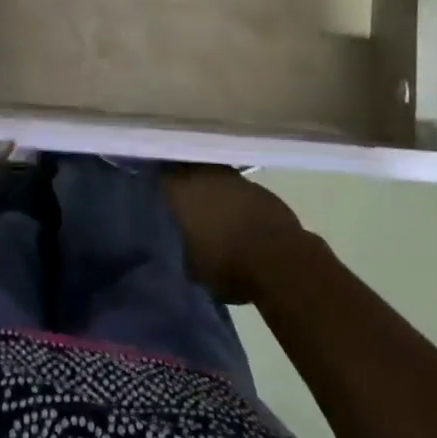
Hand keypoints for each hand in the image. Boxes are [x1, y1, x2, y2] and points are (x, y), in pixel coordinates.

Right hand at [163, 166, 310, 304]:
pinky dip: (234, 199)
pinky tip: (236, 217)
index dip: (159, 185)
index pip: (161, 177)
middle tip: (182, 201)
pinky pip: (237, 189)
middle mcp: (204, 175)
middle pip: (188, 171)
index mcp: (180, 190)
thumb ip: (182, 248)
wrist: (280, 260)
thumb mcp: (192, 266)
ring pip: (214, 177)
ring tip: (209, 210)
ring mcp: (233, 178)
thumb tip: (183, 244)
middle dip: (185, 183)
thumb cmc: (226, 263)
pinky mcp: (259, 187)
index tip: (156, 195)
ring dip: (211, 189)